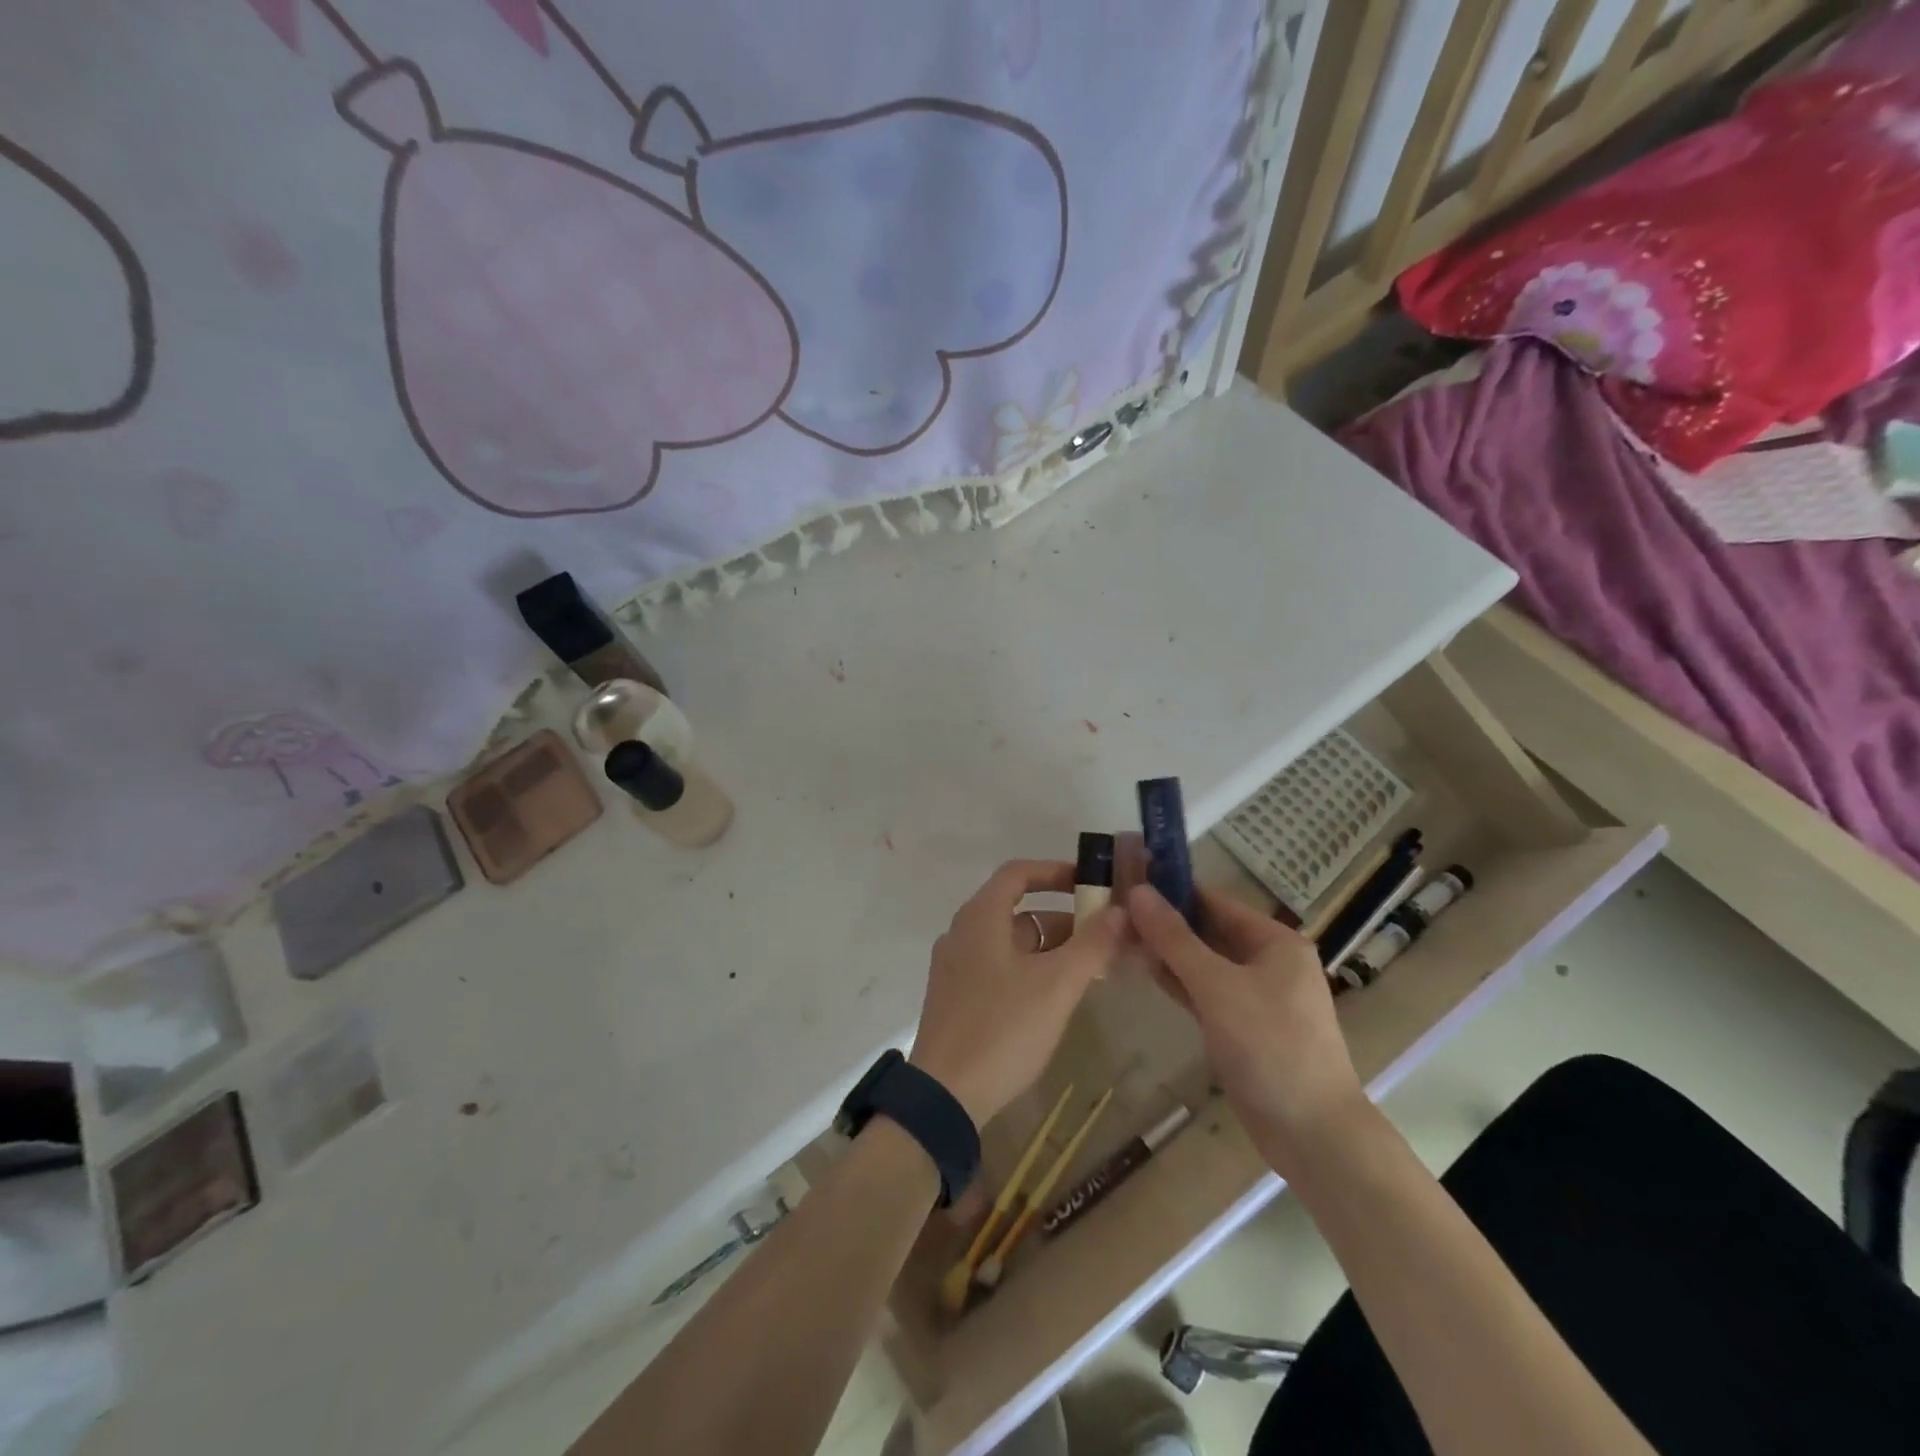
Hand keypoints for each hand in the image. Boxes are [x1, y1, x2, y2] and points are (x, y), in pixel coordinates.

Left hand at [910, 860, 1127, 1125]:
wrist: (945, 1095)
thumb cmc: (1002, 1028)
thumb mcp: (1056, 985)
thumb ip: (1092, 944)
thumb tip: (1121, 911)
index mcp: (980, 917)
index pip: (1019, 873)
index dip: (1056, 872)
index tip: (1091, 883)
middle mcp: (962, 933)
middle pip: (1018, 910)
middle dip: (1063, 919)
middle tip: (1103, 938)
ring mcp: (956, 967)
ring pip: (1010, 942)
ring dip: (1050, 948)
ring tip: (1089, 970)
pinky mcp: (956, 997)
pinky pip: (999, 967)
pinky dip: (1030, 969)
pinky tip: (1055, 997)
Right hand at [1128, 883, 1367, 1173]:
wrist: (1313, 1135)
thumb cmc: (1270, 1046)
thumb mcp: (1217, 986)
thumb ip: (1174, 939)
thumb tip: (1137, 891)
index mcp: (1275, 942)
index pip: (1215, 901)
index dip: (1173, 890)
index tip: (1128, 880)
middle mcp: (1268, 962)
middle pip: (1209, 930)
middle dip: (1166, 922)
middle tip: (1115, 910)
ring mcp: (1255, 996)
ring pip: (1203, 962)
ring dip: (1167, 951)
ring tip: (1119, 934)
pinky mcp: (1241, 1026)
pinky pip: (1204, 991)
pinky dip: (1178, 981)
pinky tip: (1143, 969)